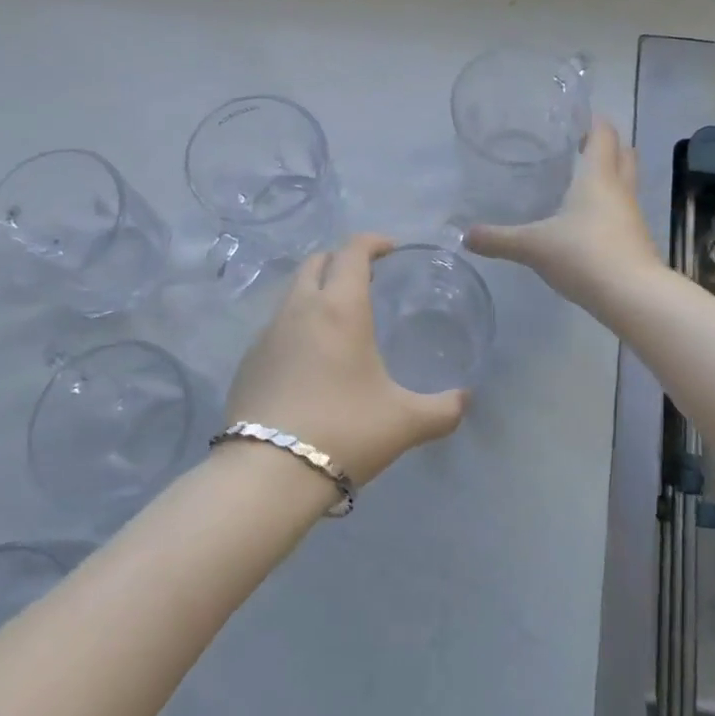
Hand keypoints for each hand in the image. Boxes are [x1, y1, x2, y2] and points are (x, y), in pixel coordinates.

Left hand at [222, 233, 466, 485]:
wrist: (268, 473)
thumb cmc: (345, 431)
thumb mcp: (406, 422)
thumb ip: (444, 409)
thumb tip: (466, 400)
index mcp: (340, 308)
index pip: (353, 251)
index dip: (373, 242)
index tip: (390, 250)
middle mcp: (300, 308)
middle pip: (317, 262)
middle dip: (341, 260)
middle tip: (365, 280)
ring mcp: (267, 333)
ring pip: (292, 292)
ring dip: (316, 290)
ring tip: (338, 319)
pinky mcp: (248, 360)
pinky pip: (275, 326)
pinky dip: (296, 324)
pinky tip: (309, 359)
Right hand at [465, 119, 662, 308]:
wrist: (632, 296)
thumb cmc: (583, 255)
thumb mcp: (533, 246)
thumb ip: (498, 239)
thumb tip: (464, 236)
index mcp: (598, 176)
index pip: (604, 134)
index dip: (593, 121)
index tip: (574, 118)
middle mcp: (620, 189)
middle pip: (623, 153)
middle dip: (605, 146)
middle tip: (578, 147)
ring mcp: (632, 215)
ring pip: (625, 183)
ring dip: (609, 177)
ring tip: (578, 183)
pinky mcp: (636, 240)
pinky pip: (623, 212)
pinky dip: (609, 207)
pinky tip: (586, 222)